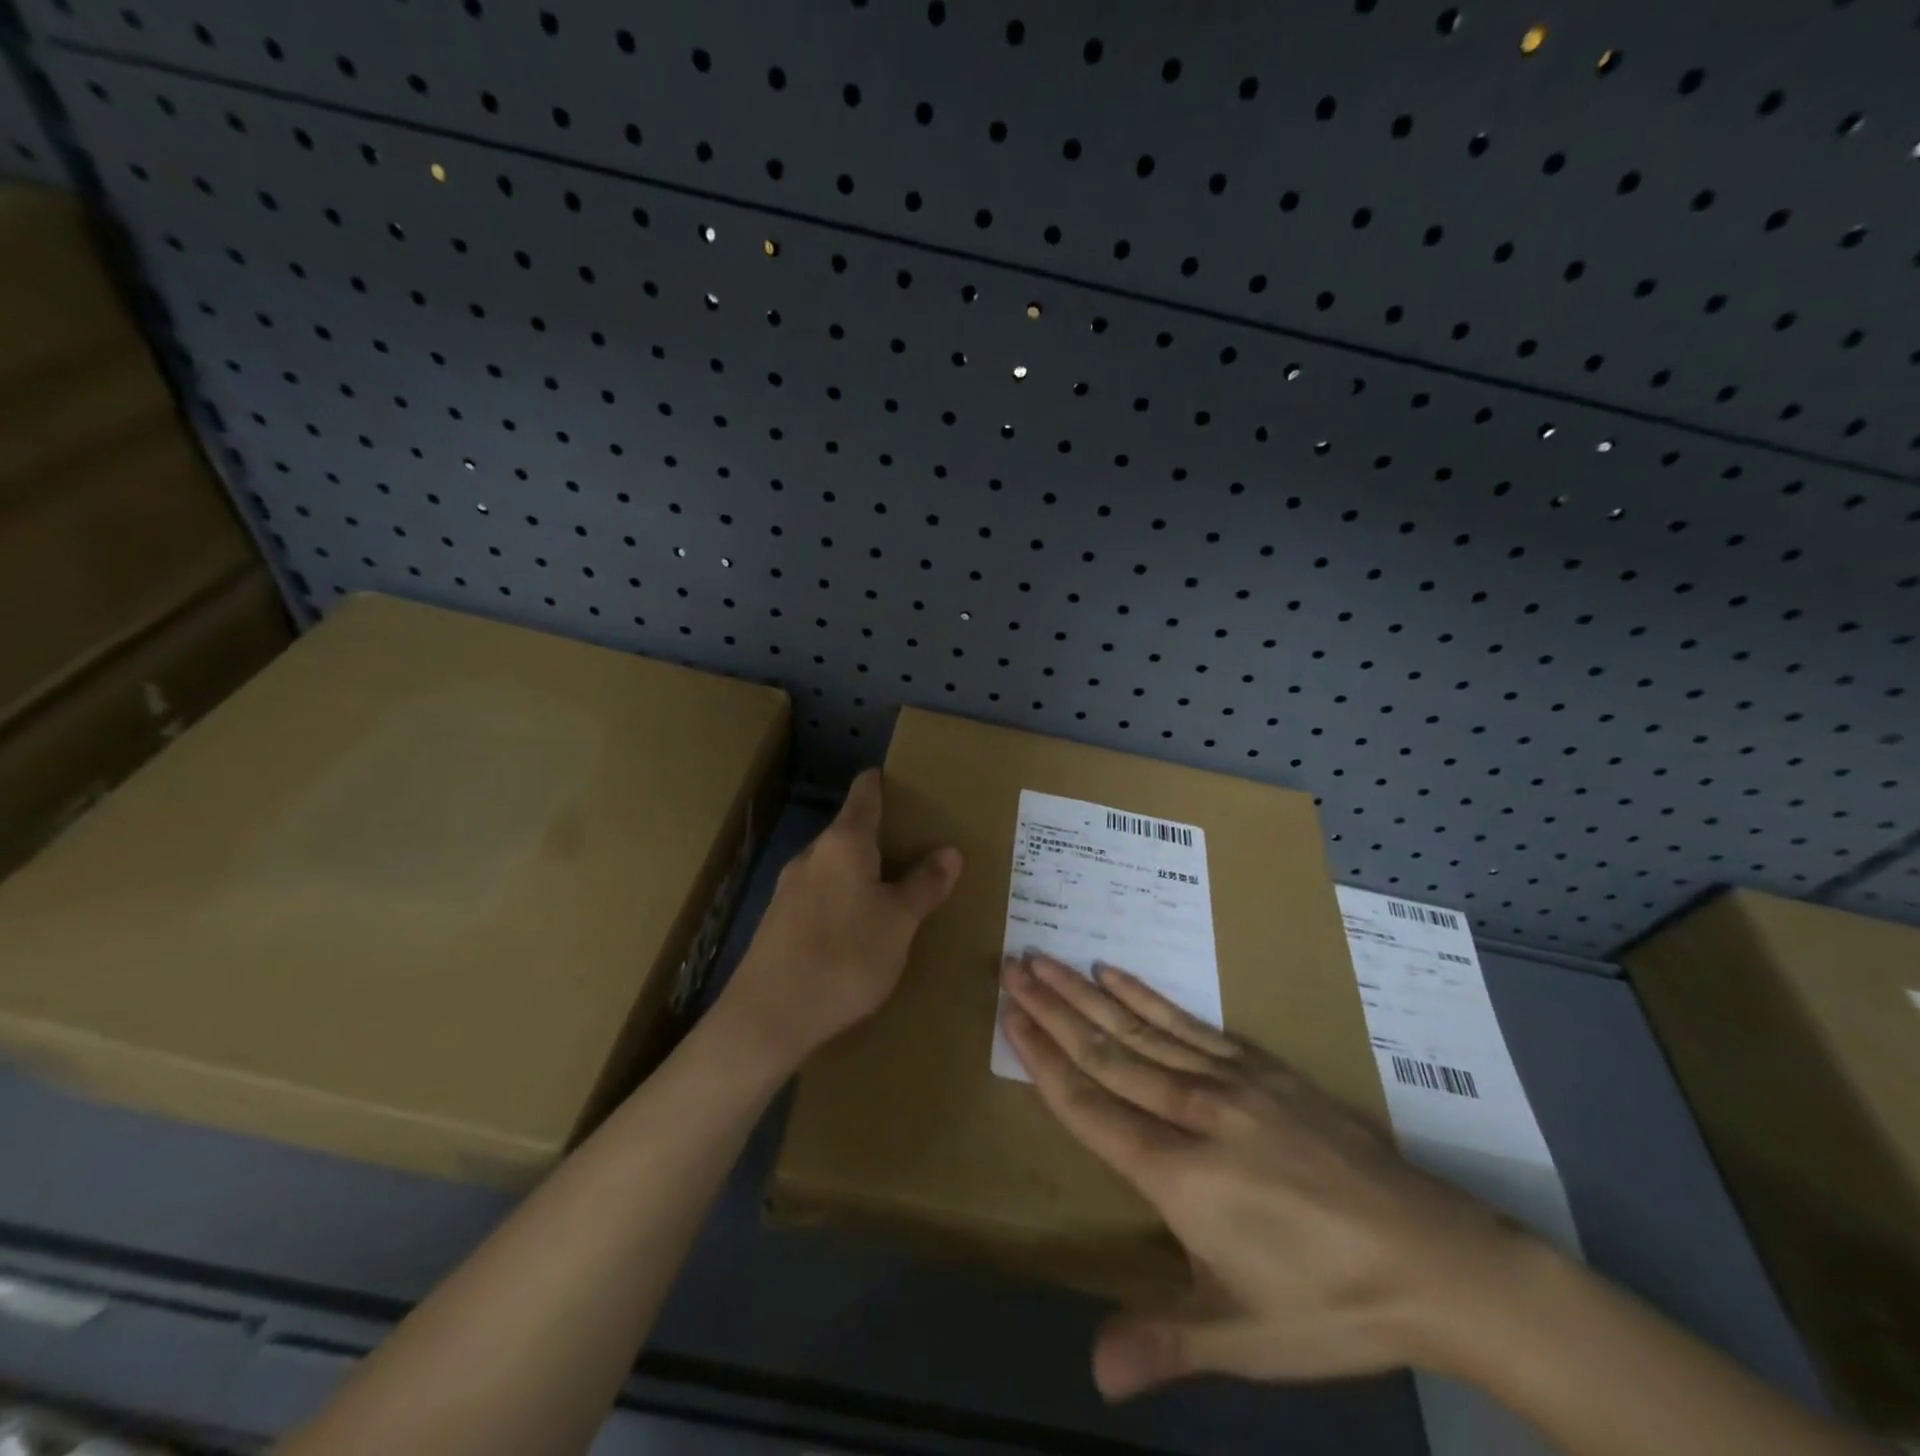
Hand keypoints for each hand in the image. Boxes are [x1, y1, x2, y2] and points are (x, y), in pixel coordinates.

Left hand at [719, 770, 961, 1070]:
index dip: (881, 782)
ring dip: (860, 871)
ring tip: (891, 890)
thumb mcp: (899, 922)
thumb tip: (949, 851)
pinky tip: (856, 928)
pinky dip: (842, 898)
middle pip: (849, 831)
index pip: (864, 794)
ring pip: (833, 866)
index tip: (899, 779)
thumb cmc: (845, 956)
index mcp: (844, 843)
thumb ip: (924, 885)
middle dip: (879, 835)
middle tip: (914, 847)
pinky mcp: (777, 921)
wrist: (768, 1017)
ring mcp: (789, 888)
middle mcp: (812, 855)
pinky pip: (819, 895)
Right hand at [1000, 953, 1525, 1400]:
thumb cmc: (1329, 1304)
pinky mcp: (1260, 1067)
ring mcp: (1229, 1081)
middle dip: (1053, 1010)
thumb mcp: (1245, 1340)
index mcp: (1180, 1176)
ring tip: (1048, 959)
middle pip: (1106, 1053)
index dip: (1043, 1060)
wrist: (1432, 1257)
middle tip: (1013, 968)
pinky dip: (1147, 996)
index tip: (1009, 1016)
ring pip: (1140, 1029)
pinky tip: (1117, 974)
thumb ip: (1165, 1340)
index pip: (1090, 1106)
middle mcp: (1194, 1113)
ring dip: (1087, 992)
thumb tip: (1094, 1370)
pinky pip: (1189, 1023)